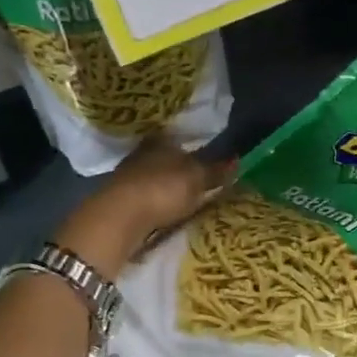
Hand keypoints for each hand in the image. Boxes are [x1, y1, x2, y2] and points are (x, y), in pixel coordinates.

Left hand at [53, 136, 235, 276]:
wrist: (120, 217)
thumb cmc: (163, 189)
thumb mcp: (197, 179)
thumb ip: (216, 171)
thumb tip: (237, 160)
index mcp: (161, 141)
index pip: (179, 140)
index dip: (193, 150)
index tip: (205, 162)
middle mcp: (142, 153)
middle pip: (165, 159)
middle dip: (179, 169)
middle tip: (197, 182)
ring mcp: (127, 176)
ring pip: (153, 177)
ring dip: (165, 187)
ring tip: (184, 201)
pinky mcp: (119, 199)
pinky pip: (144, 196)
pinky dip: (154, 202)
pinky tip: (164, 212)